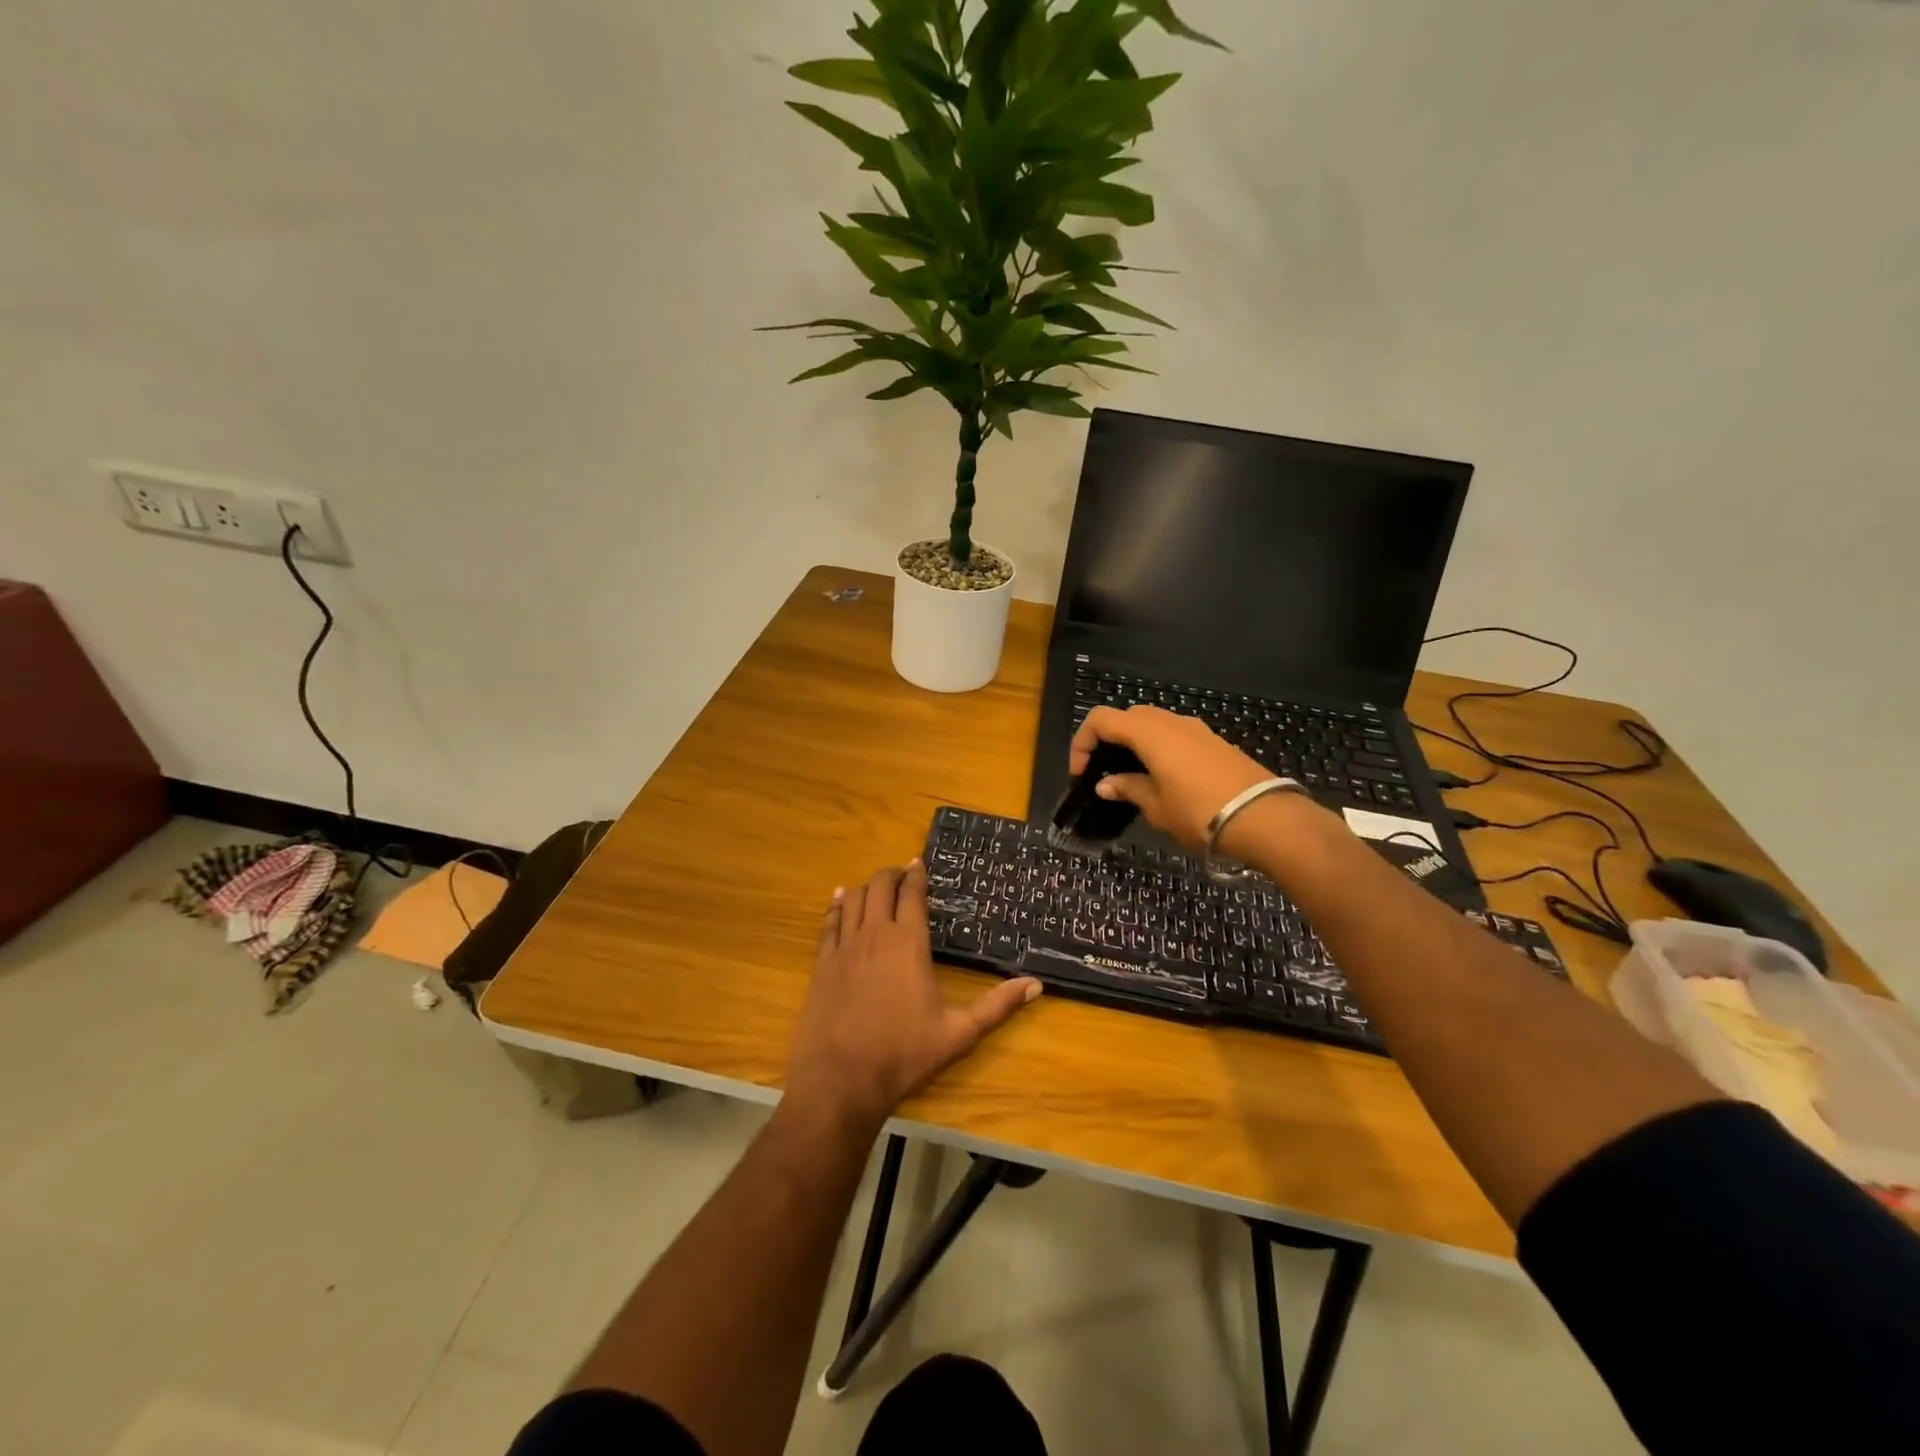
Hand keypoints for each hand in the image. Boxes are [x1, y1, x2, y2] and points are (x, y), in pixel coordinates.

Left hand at [785, 863, 1040, 1129]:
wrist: (843, 1079)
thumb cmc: (904, 1054)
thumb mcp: (959, 1033)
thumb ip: (997, 1006)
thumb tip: (1036, 985)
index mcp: (909, 943)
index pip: (912, 893)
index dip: (916, 874)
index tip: (919, 863)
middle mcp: (876, 934)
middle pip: (880, 885)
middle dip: (892, 875)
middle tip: (901, 876)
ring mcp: (845, 946)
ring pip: (853, 898)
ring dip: (866, 887)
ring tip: (876, 888)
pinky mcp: (822, 962)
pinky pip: (829, 921)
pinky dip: (838, 905)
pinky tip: (841, 901)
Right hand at [1069, 705, 1286, 850]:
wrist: (1265, 818)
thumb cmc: (1200, 813)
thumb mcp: (1156, 807)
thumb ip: (1128, 789)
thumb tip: (1106, 784)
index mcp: (1150, 733)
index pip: (1102, 719)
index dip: (1083, 741)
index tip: (1081, 773)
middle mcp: (1172, 722)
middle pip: (1128, 716)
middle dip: (1109, 738)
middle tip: (1103, 770)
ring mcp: (1197, 729)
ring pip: (1154, 723)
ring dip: (1135, 742)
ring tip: (1132, 776)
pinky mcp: (1215, 742)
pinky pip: (1175, 734)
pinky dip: (1159, 747)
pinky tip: (1162, 777)